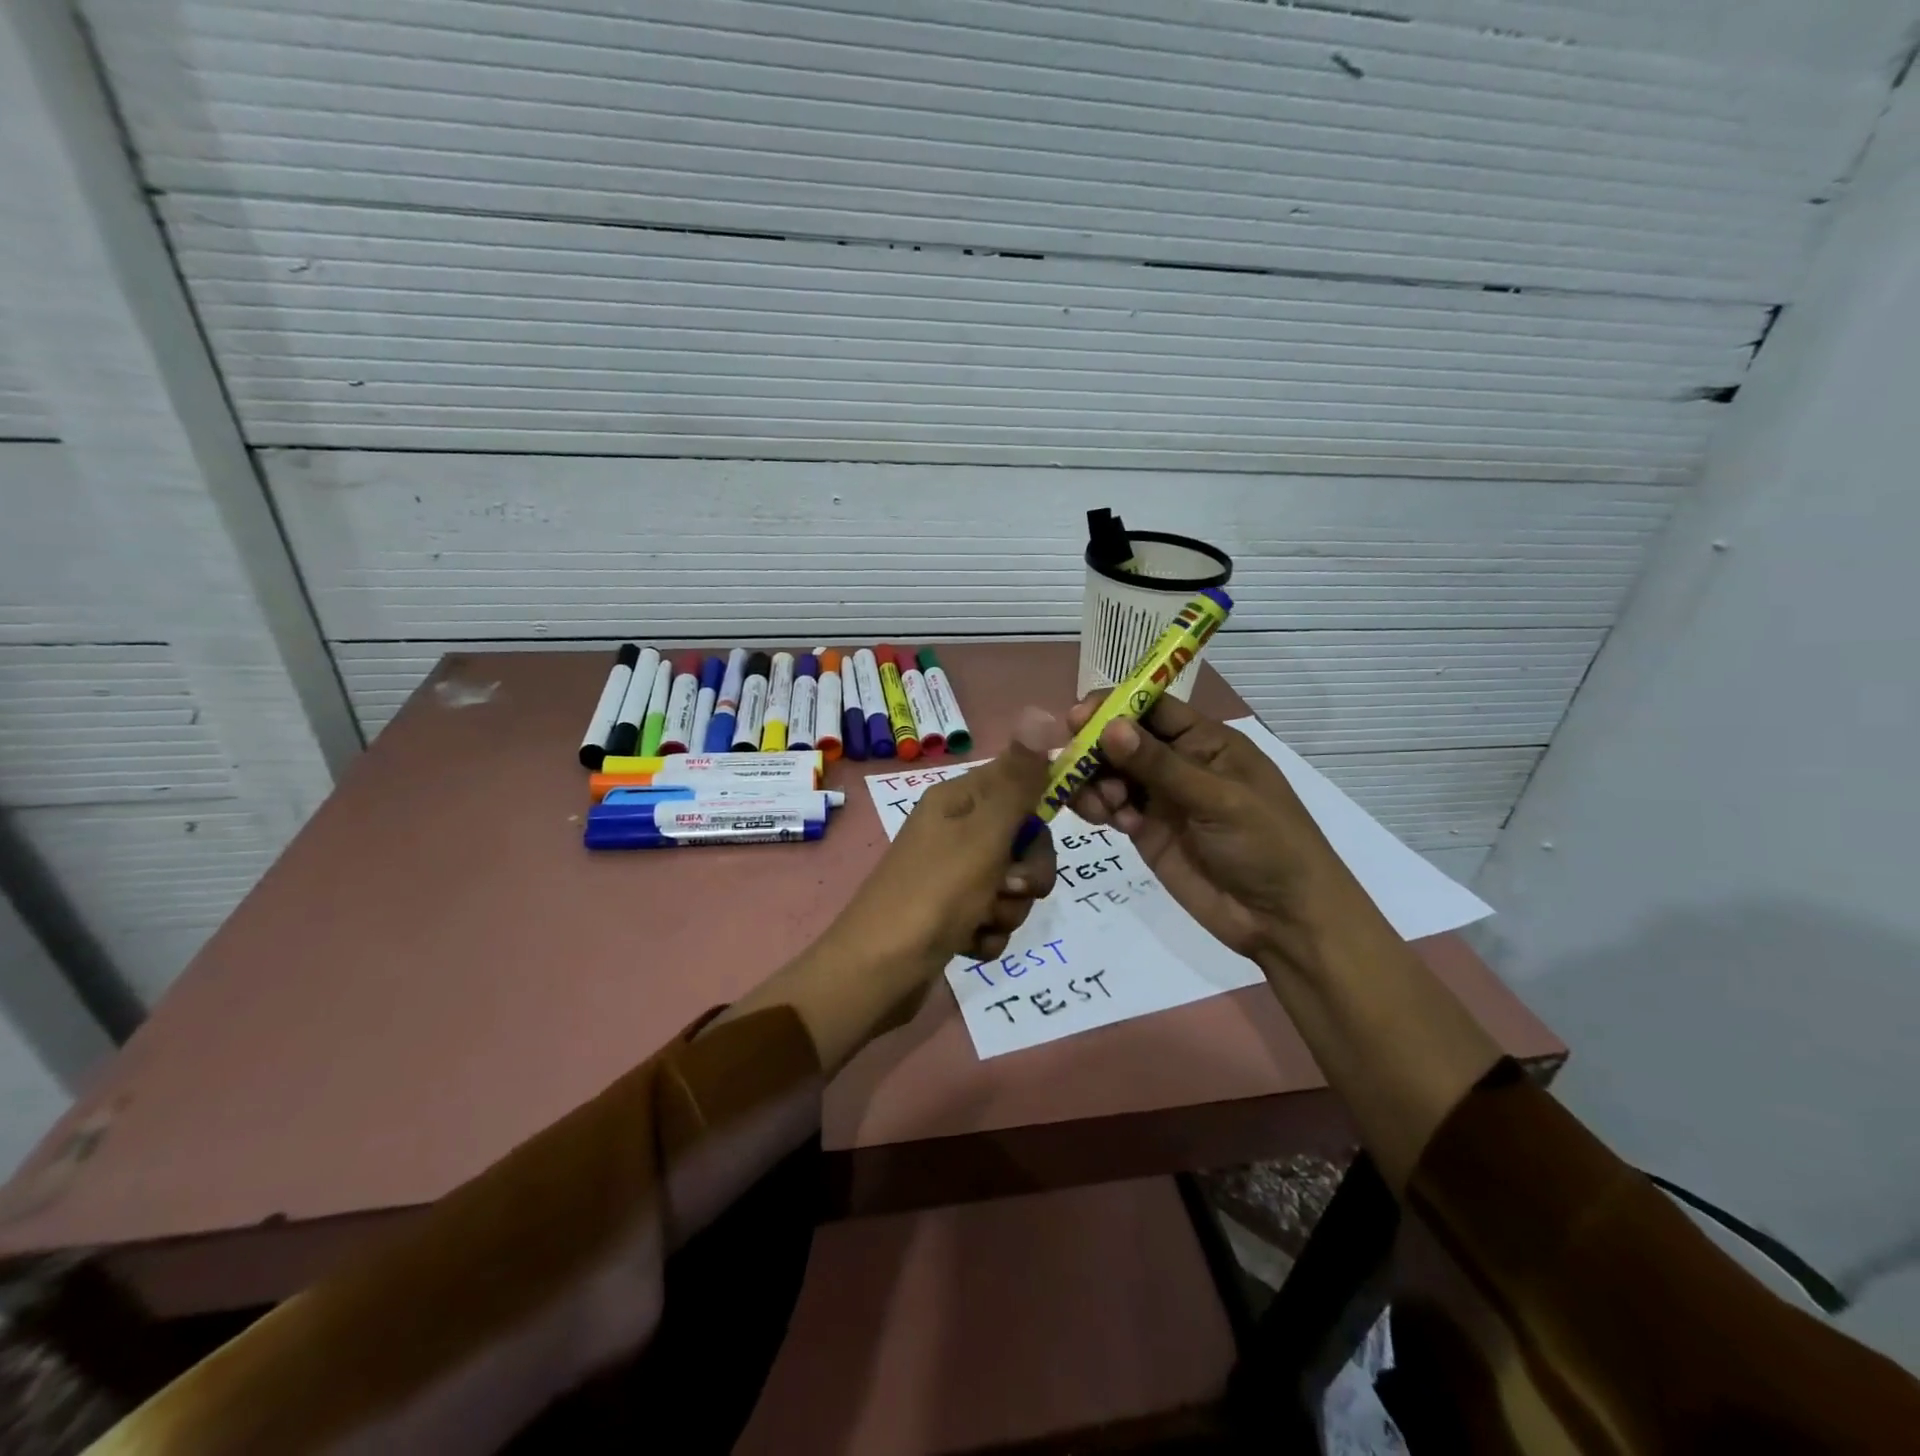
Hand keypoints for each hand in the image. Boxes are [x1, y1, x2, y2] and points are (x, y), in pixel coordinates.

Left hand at [719, 708, 1064, 1071]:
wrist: (876, 973)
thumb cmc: (933, 895)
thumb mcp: (984, 834)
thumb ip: (1018, 781)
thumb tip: (1041, 710)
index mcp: (957, 801)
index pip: (1019, 782)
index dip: (1041, 807)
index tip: (1048, 833)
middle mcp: (954, 830)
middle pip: (1021, 839)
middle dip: (1027, 871)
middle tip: (1011, 887)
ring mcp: (950, 874)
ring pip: (1011, 883)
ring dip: (1007, 909)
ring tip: (981, 921)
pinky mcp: (950, 914)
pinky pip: (992, 917)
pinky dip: (987, 934)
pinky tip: (968, 944)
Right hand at [1065, 694, 1376, 974]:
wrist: (1282, 919)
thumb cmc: (1266, 845)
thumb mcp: (1218, 799)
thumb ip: (1160, 765)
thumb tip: (1110, 727)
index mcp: (1205, 742)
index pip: (1152, 708)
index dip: (1114, 708)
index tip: (1077, 719)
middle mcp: (1178, 763)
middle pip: (1122, 739)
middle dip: (1094, 747)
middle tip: (1071, 763)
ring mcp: (1160, 798)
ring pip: (1110, 774)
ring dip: (1093, 781)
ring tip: (1100, 803)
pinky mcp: (1146, 831)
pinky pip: (1111, 808)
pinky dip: (1099, 808)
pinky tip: (1108, 821)